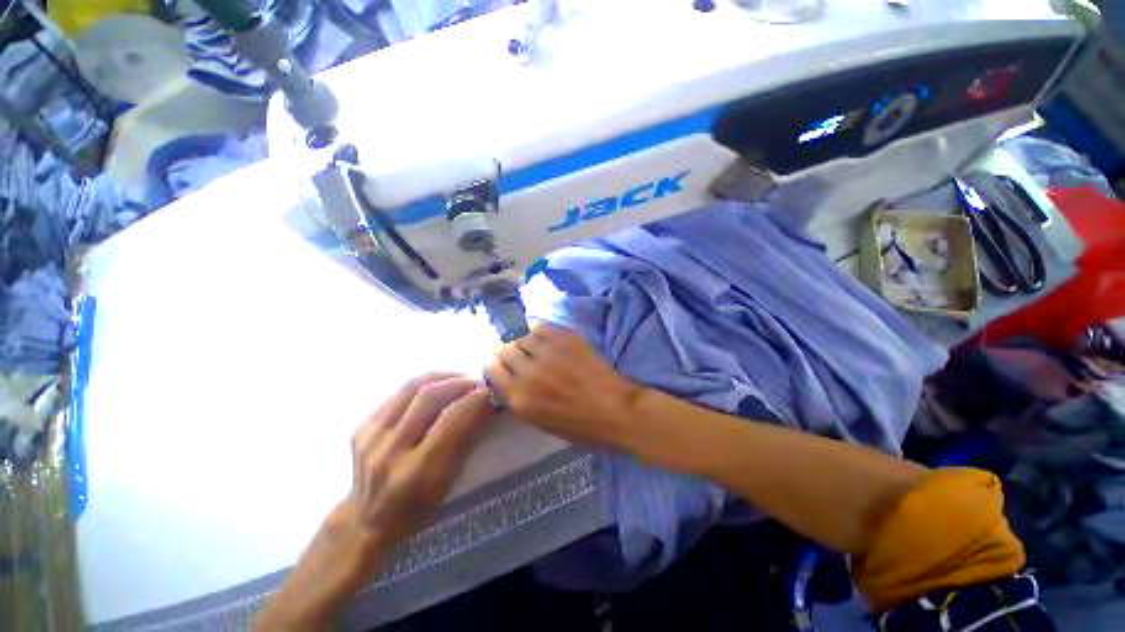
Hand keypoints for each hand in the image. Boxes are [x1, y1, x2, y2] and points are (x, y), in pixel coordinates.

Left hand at [346, 373, 495, 548]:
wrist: (366, 521)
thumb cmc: (418, 508)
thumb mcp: (450, 482)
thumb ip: (468, 440)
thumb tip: (486, 404)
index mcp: (417, 473)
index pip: (450, 421)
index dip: (473, 400)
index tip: (489, 392)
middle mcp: (390, 451)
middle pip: (428, 397)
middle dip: (459, 383)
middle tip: (476, 383)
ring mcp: (371, 437)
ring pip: (410, 388)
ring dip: (441, 377)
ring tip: (459, 378)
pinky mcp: (361, 428)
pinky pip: (397, 394)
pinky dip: (422, 385)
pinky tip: (435, 388)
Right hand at [484, 323, 643, 447]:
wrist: (615, 410)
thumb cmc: (578, 425)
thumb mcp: (539, 422)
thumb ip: (518, 398)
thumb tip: (507, 377)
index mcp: (520, 397)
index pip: (492, 368)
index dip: (493, 362)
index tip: (498, 361)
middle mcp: (529, 372)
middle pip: (505, 349)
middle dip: (507, 351)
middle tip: (516, 353)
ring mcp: (548, 352)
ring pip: (523, 337)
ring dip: (524, 342)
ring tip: (534, 347)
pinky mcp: (566, 338)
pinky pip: (541, 327)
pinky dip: (540, 332)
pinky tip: (547, 339)